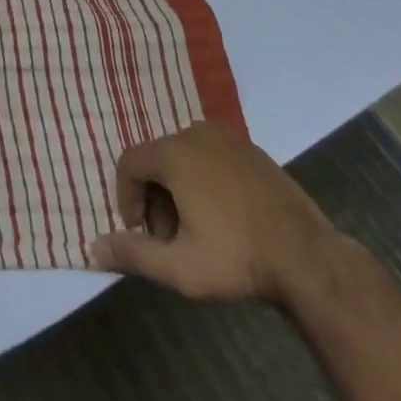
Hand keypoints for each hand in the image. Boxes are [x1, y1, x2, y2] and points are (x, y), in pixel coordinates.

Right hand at [87, 119, 334, 304]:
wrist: (308, 256)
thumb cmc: (238, 258)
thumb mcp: (180, 268)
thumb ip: (133, 255)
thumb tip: (91, 248)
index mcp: (172, 153)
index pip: (129, 163)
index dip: (127, 198)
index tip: (140, 233)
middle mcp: (194, 133)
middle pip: (157, 160)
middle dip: (155, 198)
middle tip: (170, 239)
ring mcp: (226, 137)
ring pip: (184, 157)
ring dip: (179, 189)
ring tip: (198, 230)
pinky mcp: (251, 148)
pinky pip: (212, 156)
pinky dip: (206, 180)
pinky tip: (226, 217)